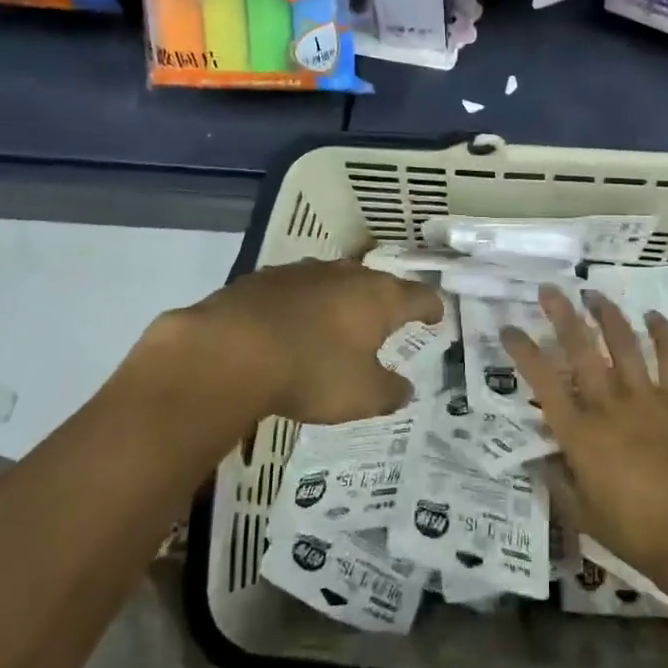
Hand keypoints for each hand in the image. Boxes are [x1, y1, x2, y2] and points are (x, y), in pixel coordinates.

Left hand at [168, 258, 443, 425]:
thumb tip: (405, 389)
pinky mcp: (266, 278)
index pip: (419, 296)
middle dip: (385, 300)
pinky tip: (293, 324)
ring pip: (335, 281)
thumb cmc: (312, 372)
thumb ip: (389, 391)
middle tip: (388, 318)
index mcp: (379, 298)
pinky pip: (297, 289)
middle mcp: (346, 275)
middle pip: (376, 282)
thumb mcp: (362, 396)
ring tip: (340, 321)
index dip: (431, 307)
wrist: (231, 349)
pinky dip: (303, 304)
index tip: (436, 316)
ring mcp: (304, 272)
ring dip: (342, 299)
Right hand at [501, 287, 667, 591]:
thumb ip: (558, 481)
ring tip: (593, 293)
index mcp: (578, 432)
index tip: (509, 328)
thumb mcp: (582, 515)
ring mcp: (645, 398)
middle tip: (548, 290)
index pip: (541, 380)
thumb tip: (541, 459)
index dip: (522, 350)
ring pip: (622, 342)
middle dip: (561, 314)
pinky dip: (663, 334)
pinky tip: (653, 316)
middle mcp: (606, 404)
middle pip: (579, 347)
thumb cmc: (634, 533)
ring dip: (606, 313)